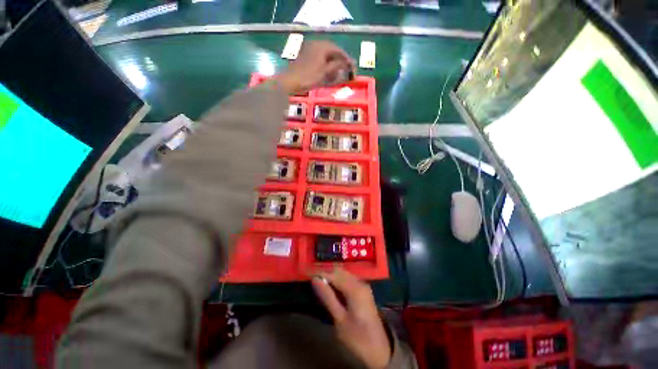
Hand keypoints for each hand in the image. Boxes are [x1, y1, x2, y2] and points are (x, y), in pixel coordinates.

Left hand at [275, 40, 354, 94]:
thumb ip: (337, 65)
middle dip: (340, 62)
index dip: (347, 61)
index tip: (353, 70)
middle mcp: (317, 43)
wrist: (290, 81)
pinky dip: (325, 64)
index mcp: (323, 46)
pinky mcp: (305, 55)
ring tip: (337, 74)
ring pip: (326, 55)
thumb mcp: (325, 72)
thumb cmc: (309, 77)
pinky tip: (327, 73)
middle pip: (333, 52)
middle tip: (346, 72)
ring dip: (333, 64)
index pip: (339, 51)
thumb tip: (347, 62)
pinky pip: (319, 57)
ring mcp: (310, 48)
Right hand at [312, 269, 391, 368]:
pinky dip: (338, 280)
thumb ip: (327, 297)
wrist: (380, 349)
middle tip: (312, 279)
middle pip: (339, 271)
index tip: (307, 274)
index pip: (333, 274)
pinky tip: (331, 287)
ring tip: (319, 283)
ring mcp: (362, 285)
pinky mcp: (363, 290)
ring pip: (344, 274)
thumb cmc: (358, 337)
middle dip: (325, 273)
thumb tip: (315, 279)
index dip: (320, 273)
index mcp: (354, 288)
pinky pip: (348, 279)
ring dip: (331, 276)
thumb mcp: (340, 319)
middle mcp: (359, 282)